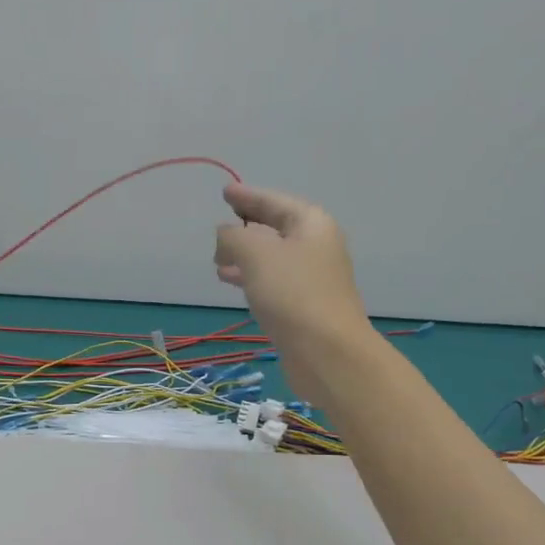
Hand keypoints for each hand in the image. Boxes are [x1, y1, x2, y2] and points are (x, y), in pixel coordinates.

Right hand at [215, 182, 372, 401]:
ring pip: (272, 258)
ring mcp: (313, 279)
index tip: (226, 192)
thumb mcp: (255, 254)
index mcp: (311, 224)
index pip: (274, 202)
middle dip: (247, 227)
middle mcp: (316, 247)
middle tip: (220, 227)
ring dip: (245, 256)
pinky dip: (251, 278)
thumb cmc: (292, 293)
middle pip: (276, 228)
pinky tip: (232, 284)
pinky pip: (273, 282)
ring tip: (217, 261)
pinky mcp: (304, 307)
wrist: (327, 352)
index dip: (248, 196)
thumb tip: (225, 236)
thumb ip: (234, 237)